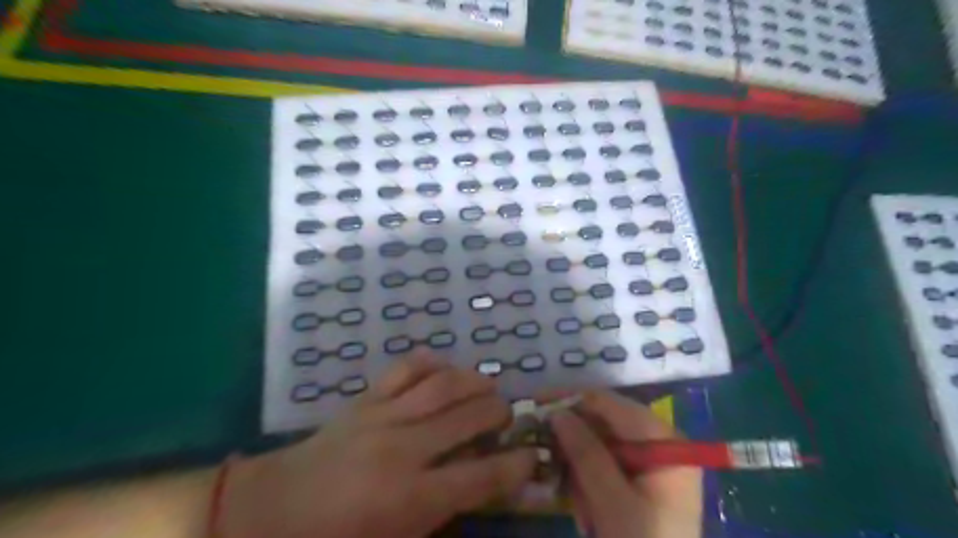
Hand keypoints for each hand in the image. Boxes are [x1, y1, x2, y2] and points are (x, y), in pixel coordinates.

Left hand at [223, 353, 536, 536]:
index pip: (481, 476)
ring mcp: (383, 416)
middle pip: (468, 417)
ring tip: (487, 387)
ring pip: (442, 385)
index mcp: (411, 498)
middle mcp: (404, 449)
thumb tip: (480, 486)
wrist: (273, 509)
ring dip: (474, 381)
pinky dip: (432, 363)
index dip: (515, 464)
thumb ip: (442, 514)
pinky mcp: (366, 398)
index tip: (531, 455)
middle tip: (507, 415)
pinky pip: (406, 368)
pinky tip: (445, 369)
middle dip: (499, 412)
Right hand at [546, 391, 701, 537]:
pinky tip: (587, 513)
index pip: (610, 404)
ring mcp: (651, 463)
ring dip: (580, 469)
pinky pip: (606, 467)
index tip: (536, 404)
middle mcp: (659, 443)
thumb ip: (586, 454)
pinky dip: (590, 483)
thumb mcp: (613, 503)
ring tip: (579, 507)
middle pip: (605, 423)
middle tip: (543, 453)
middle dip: (574, 441)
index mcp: (663, 441)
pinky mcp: (642, 482)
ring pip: (601, 445)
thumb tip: (556, 412)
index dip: (571, 400)